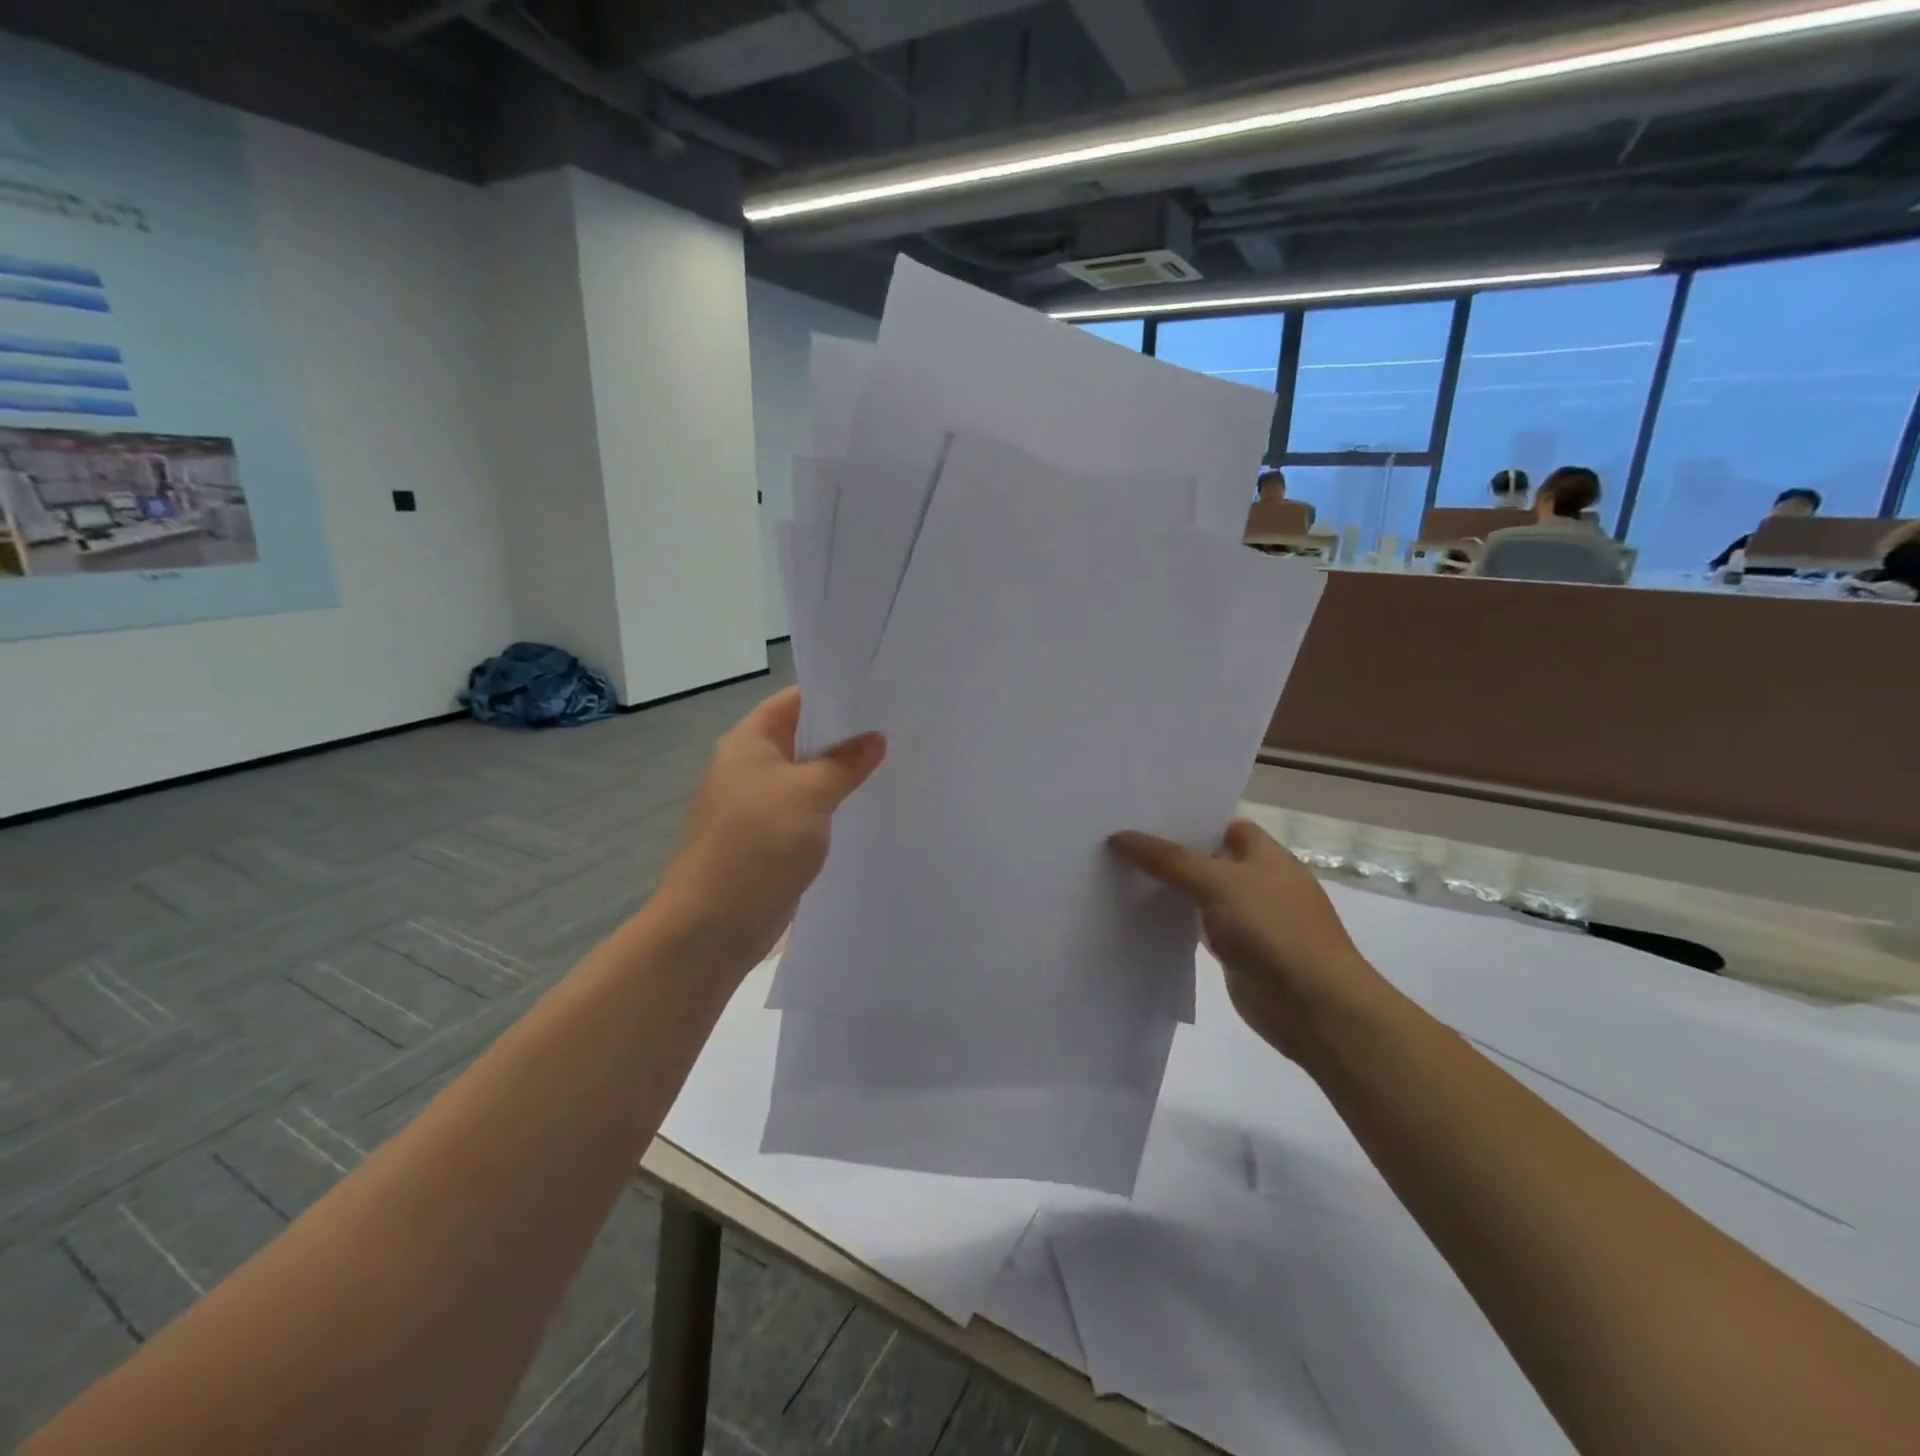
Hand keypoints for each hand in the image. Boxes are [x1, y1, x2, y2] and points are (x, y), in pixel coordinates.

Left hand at [654, 687, 884, 974]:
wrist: (712, 926)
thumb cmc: (757, 844)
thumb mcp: (809, 794)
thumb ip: (844, 762)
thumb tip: (874, 739)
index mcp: (750, 742)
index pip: (795, 701)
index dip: (835, 695)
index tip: (879, 693)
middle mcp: (751, 768)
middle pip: (803, 739)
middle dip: (846, 736)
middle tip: (899, 729)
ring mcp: (759, 807)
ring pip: (808, 779)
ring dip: (842, 775)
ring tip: (894, 765)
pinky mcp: (770, 841)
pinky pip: (807, 813)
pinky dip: (833, 809)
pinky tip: (868, 810)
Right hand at [1108, 819, 1391, 1063]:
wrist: (1314, 1006)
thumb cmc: (1274, 930)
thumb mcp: (1219, 883)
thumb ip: (1170, 860)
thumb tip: (1120, 836)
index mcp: (1265, 854)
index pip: (1221, 823)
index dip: (1186, 818)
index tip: (1141, 813)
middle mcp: (1257, 880)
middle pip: (1206, 857)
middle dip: (1169, 851)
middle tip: (1117, 839)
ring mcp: (1248, 918)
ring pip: (1199, 893)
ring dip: (1169, 888)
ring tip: (1117, 871)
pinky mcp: (1236, 951)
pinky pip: (1198, 927)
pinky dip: (1175, 922)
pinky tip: (1140, 916)